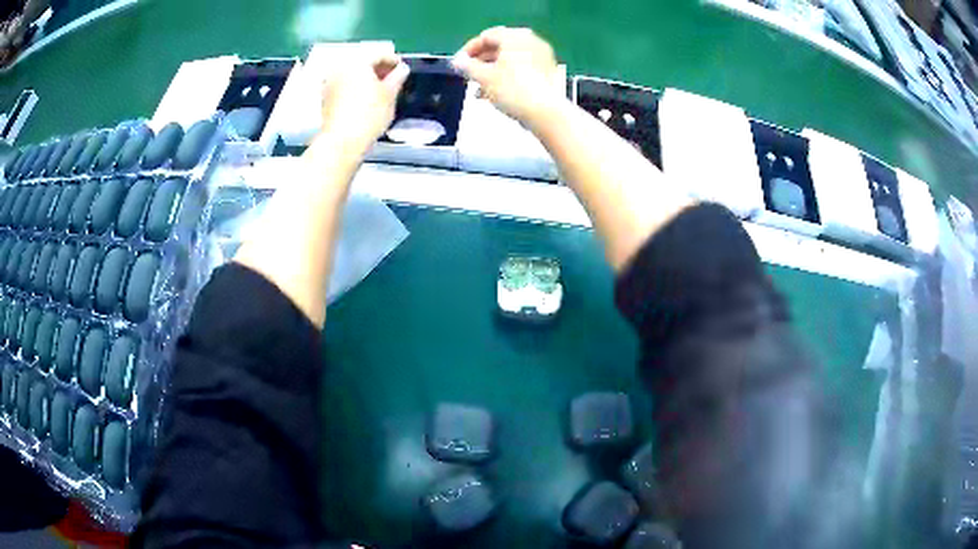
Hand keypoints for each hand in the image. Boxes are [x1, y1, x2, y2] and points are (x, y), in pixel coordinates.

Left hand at [319, 52, 409, 151]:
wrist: (342, 141)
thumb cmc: (369, 114)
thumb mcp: (390, 94)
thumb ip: (397, 77)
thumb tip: (402, 69)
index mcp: (357, 62)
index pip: (379, 55)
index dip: (394, 61)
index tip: (403, 70)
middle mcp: (340, 68)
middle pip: (363, 63)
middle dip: (378, 70)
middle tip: (393, 80)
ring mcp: (330, 83)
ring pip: (353, 75)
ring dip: (366, 79)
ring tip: (380, 91)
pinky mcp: (325, 98)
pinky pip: (344, 86)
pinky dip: (356, 88)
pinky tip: (365, 99)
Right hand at [451, 27, 562, 126]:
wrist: (546, 112)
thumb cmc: (513, 90)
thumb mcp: (484, 77)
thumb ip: (467, 67)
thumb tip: (457, 61)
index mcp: (514, 37)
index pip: (486, 36)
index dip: (469, 49)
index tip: (458, 64)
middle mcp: (530, 41)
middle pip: (499, 47)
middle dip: (481, 62)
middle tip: (468, 75)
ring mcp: (542, 56)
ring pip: (510, 60)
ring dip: (492, 71)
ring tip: (478, 88)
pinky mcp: (548, 71)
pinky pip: (522, 68)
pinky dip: (507, 76)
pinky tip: (495, 93)